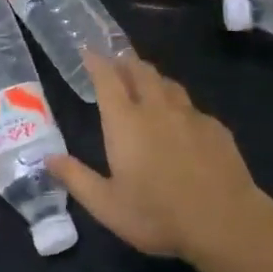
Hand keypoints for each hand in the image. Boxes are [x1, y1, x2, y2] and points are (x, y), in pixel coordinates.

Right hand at [48, 51, 264, 260]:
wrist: (224, 221)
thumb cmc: (157, 214)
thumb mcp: (107, 206)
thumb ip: (76, 178)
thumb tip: (48, 157)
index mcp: (126, 122)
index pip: (108, 80)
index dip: (97, 62)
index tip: (89, 50)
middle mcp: (157, 109)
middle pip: (140, 72)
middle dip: (126, 62)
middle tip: (117, 60)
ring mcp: (190, 116)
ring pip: (168, 84)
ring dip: (153, 78)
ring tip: (146, 81)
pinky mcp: (215, 128)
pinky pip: (192, 106)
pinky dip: (179, 104)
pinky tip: (181, 119)